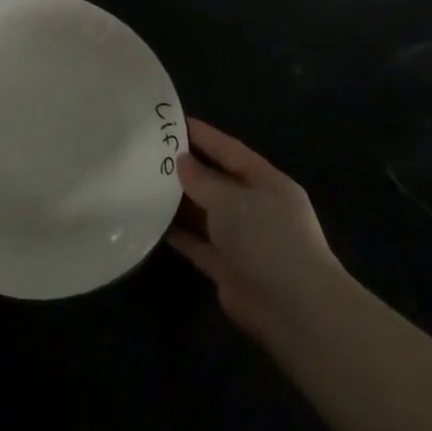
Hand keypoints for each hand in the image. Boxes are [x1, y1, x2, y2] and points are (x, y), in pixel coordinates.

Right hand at [168, 119, 345, 342]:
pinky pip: (196, 242)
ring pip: (203, 212)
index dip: (203, 135)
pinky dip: (176, 233)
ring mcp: (241, 239)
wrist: (292, 308)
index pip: (230, 150)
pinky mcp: (226, 266)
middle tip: (146, 152)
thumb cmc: (266, 238)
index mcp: (267, 183)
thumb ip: (203, 180)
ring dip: (176, 202)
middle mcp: (256, 207)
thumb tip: (182, 161)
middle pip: (215, 181)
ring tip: (139, 182)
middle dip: (185, 168)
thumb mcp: (231, 199)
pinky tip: (148, 220)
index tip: (170, 122)